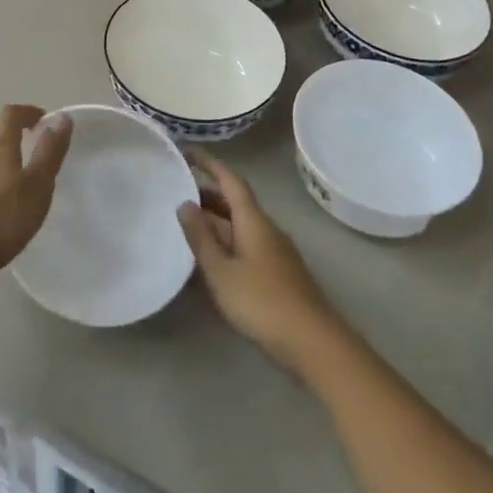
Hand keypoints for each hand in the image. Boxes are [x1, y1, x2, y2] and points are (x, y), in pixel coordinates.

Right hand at [178, 150, 344, 372]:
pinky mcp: (279, 272)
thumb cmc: (262, 302)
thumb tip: (184, 203)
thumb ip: (201, 237)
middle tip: (180, 189)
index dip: (210, 164)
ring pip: (242, 223)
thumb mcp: (222, 271)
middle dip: (210, 192)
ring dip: (218, 217)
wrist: (313, 341)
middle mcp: (267, 228)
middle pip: (237, 201)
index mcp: (253, 220)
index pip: (231, 180)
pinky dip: (227, 238)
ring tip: (190, 221)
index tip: (188, 151)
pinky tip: (214, 256)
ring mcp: (276, 251)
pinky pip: (247, 242)